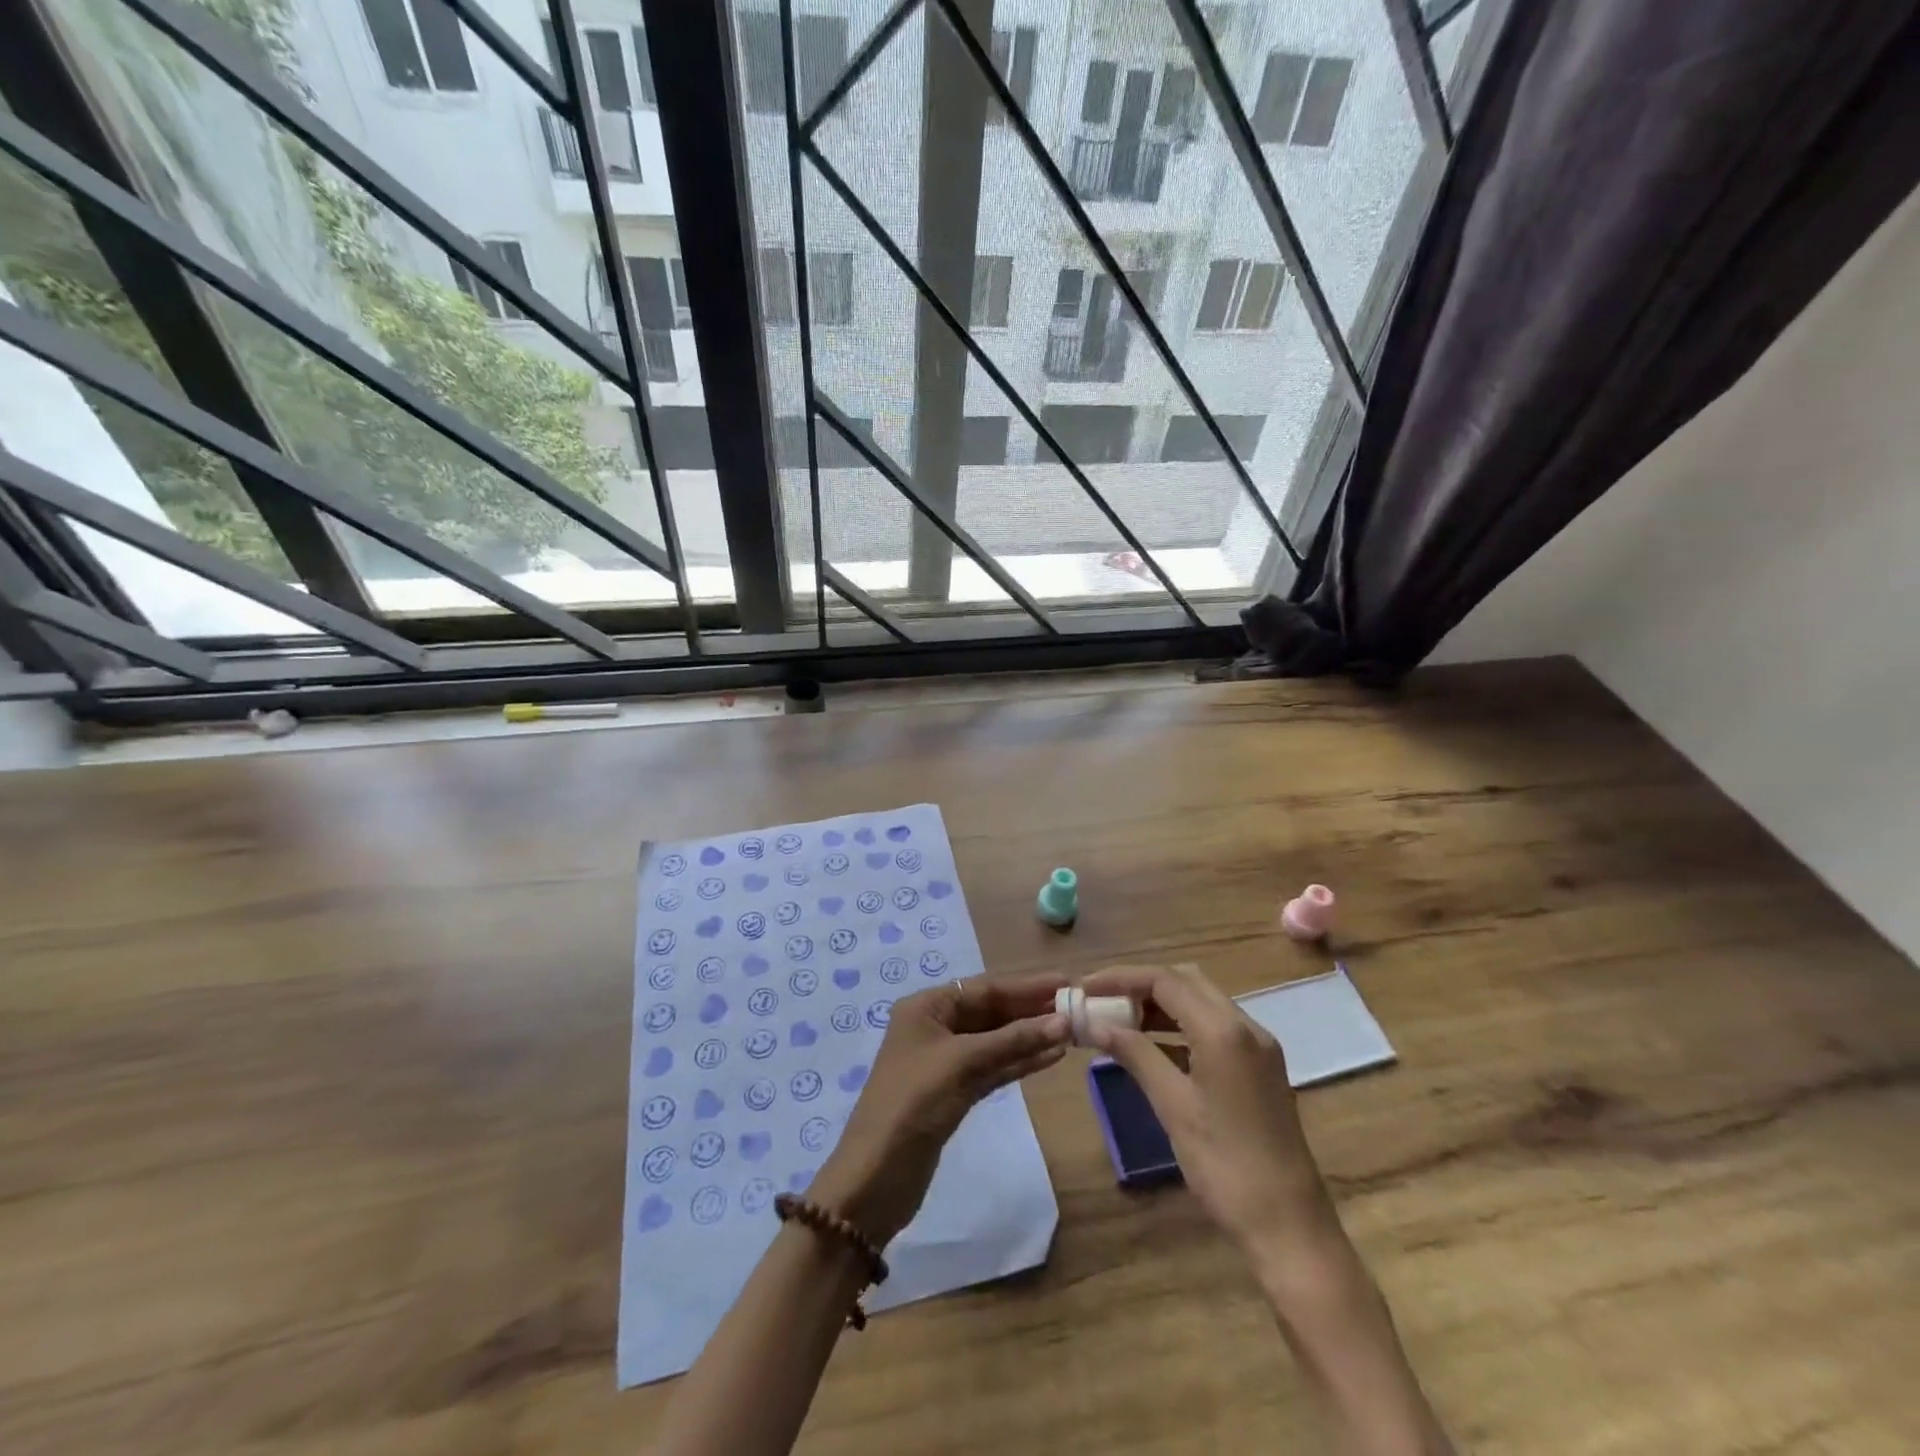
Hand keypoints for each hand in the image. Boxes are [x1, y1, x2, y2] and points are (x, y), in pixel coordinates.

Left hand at [811, 973, 1069, 1245]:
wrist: (875, 1178)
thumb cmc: (913, 1103)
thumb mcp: (963, 1063)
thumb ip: (1013, 1041)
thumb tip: (1062, 1022)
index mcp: (926, 1007)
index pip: (984, 988)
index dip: (1026, 986)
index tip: (1065, 982)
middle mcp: (935, 1027)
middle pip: (991, 1012)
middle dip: (1031, 1011)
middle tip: (1076, 1007)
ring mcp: (945, 1062)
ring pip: (996, 1041)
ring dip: (1030, 1037)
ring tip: (1072, 1032)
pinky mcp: (955, 1093)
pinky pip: (993, 1068)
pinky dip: (1019, 1062)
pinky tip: (1050, 1057)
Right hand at [1079, 963, 1336, 1261]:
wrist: (1290, 1228)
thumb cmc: (1226, 1167)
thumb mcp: (1173, 1106)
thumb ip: (1135, 1054)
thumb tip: (1096, 1025)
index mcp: (1225, 1030)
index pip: (1165, 981)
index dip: (1120, 979)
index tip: (1084, 989)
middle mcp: (1246, 1026)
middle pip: (1185, 981)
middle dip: (1140, 984)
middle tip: (1100, 1000)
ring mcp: (1257, 1047)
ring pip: (1200, 1002)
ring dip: (1159, 1004)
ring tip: (1117, 1019)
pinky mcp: (1259, 1067)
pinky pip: (1213, 1027)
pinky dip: (1178, 1026)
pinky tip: (1150, 1045)